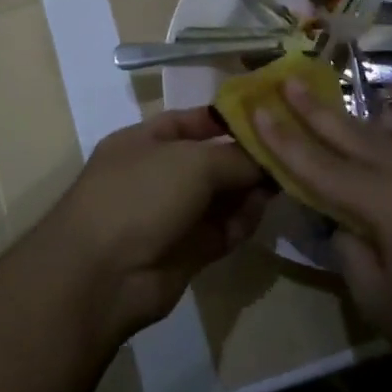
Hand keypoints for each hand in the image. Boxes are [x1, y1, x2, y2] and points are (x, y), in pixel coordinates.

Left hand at [47, 107, 269, 344]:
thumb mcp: (192, 161)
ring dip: (248, 189)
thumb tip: (266, 160)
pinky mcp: (186, 252)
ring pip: (219, 197)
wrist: (103, 274)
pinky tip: (263, 209)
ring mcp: (170, 215)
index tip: (267, 117)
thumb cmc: (141, 195)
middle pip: (210, 160)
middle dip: (245, 157)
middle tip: (287, 152)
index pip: (191, 121)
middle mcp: (157, 174)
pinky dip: (242, 220)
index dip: (226, 119)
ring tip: (282, 180)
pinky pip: (221, 229)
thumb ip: (235, 157)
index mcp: (144, 141)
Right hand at [253, 80, 391, 391]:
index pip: (319, 164)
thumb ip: (350, 250)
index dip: (283, 138)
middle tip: (290, 78)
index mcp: (385, 203)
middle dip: (316, 107)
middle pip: (354, 132)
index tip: (257, 109)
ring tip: (351, 113)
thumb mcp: (378, 300)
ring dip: (370, 112)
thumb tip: (341, 222)